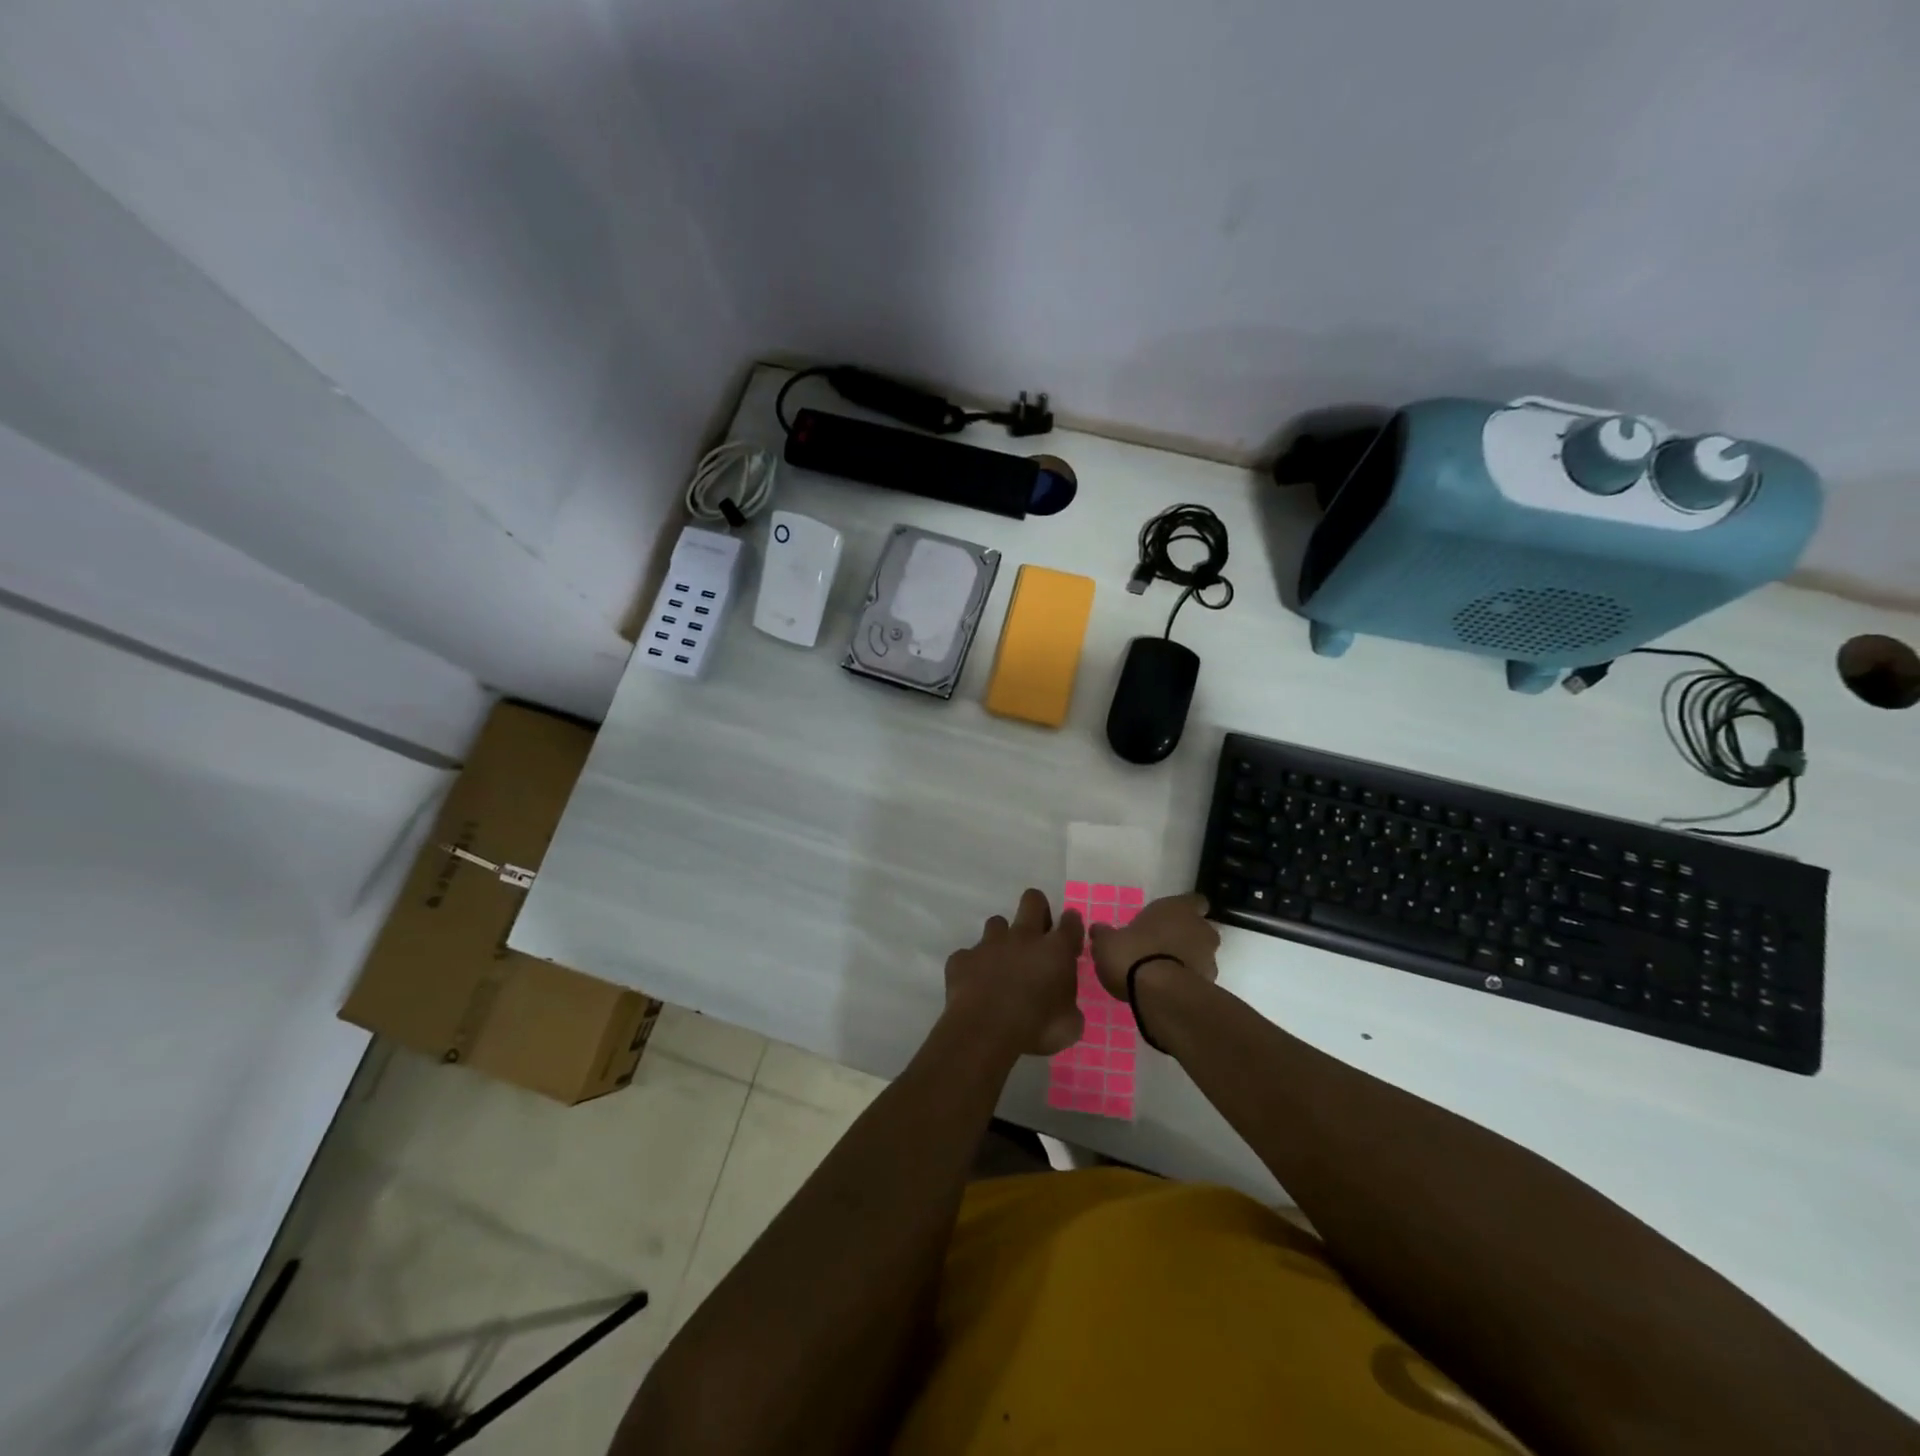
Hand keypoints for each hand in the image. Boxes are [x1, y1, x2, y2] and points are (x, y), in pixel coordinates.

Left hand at [944, 889, 1084, 1055]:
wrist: (985, 1031)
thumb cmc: (1036, 1028)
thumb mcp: (1069, 1026)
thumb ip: (1069, 1007)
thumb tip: (1065, 1006)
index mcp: (1055, 951)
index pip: (1070, 923)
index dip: (1071, 924)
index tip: (1069, 934)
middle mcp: (1023, 937)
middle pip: (1032, 900)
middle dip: (1037, 908)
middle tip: (1037, 933)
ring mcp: (989, 944)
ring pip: (997, 923)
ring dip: (1002, 939)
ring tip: (1002, 963)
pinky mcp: (962, 957)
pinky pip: (969, 955)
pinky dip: (973, 966)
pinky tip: (974, 985)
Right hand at [1087, 893, 1219, 1000]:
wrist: (1159, 993)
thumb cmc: (1133, 954)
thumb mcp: (1107, 942)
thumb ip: (1105, 934)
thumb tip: (1098, 929)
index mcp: (1177, 908)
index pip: (1195, 901)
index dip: (1185, 909)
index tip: (1172, 918)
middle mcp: (1200, 928)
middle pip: (1200, 929)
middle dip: (1186, 936)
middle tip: (1162, 946)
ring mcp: (1209, 958)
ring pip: (1202, 954)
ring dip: (1188, 960)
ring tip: (1163, 971)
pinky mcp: (1210, 985)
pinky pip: (1198, 978)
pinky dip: (1187, 980)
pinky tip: (1168, 988)